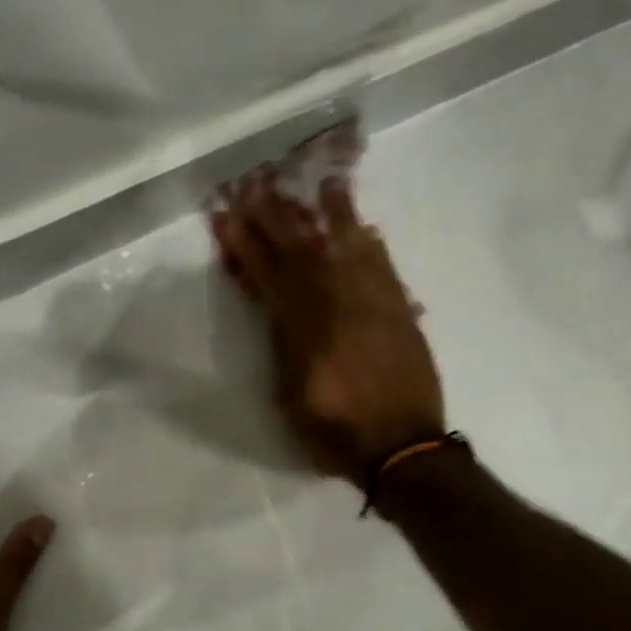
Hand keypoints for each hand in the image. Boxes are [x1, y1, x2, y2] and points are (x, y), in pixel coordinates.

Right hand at [211, 166, 444, 483]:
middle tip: (262, 184)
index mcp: (304, 330)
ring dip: (333, 214)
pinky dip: (372, 246)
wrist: (402, 448)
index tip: (228, 215)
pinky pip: (385, 268)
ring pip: (349, 249)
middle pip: (304, 252)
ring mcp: (374, 305)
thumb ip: (283, 348)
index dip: (246, 244)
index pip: (269, 276)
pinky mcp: (401, 312)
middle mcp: (339, 307)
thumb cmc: (336, 433)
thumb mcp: (290, 398)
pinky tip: (365, 228)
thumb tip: (278, 310)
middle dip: (279, 217)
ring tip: (323, 182)